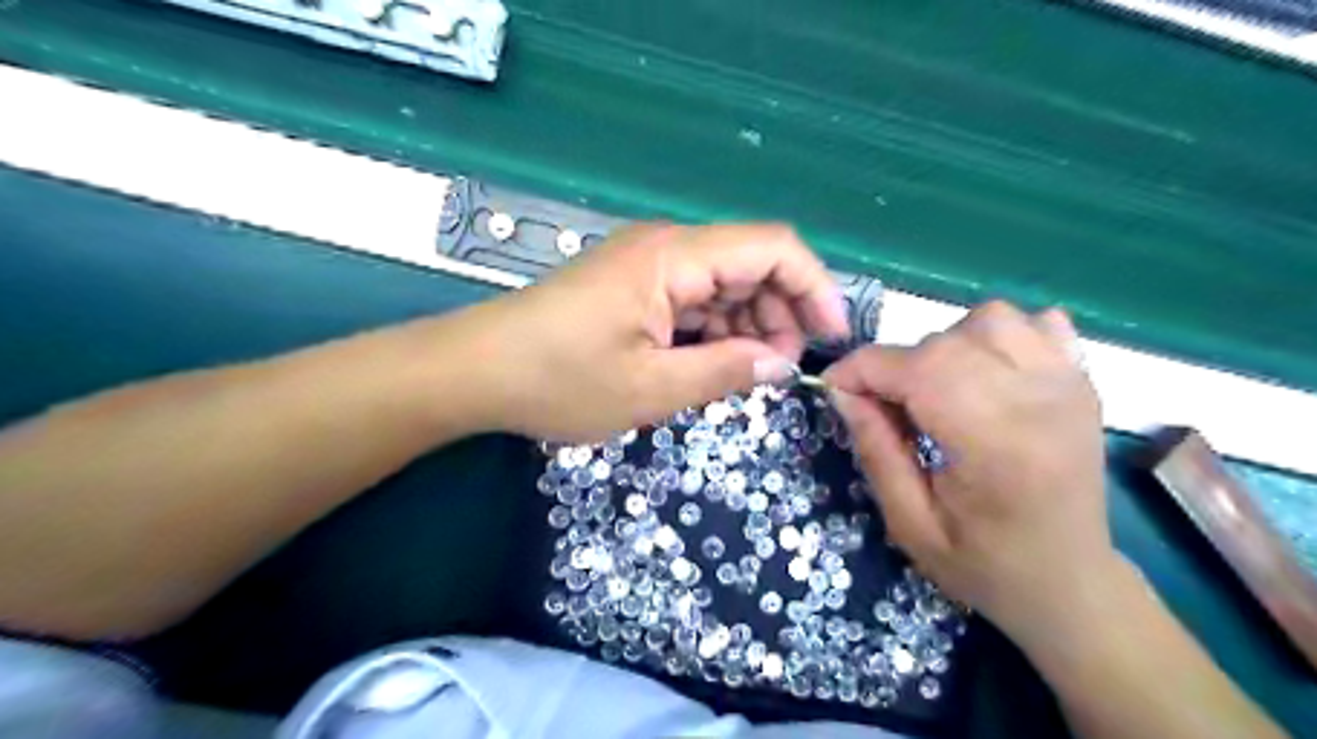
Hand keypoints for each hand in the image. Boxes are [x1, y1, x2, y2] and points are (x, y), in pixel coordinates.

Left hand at [473, 225, 843, 442]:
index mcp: (674, 259)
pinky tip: (713, 363)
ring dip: (748, 325)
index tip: (831, 337)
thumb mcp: (651, 388)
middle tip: (778, 372)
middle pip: (752, 264)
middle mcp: (667, 248)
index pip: (773, 247)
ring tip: (746, 374)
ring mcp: (648, 266)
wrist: (477, 372)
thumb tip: (780, 365)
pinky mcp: (634, 286)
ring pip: (724, 284)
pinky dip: (715, 329)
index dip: (815, 287)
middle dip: (780, 314)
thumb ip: (724, 372)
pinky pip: (694, 299)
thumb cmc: (559, 380)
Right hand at [827, 303, 1114, 638]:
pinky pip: (1036, 323)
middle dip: (897, 366)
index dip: (861, 369)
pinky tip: (987, 372)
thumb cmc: (984, 565)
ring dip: (947, 344)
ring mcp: (1069, 385)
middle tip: (886, 407)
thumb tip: (843, 391)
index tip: (834, 388)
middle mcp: (1039, 401)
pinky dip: (999, 335)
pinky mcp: (1083, 381)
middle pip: (946, 342)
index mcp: (995, 445)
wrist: (1069, 583)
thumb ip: (875, 450)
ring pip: (990, 319)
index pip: (916, 371)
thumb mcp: (909, 524)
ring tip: (939, 387)